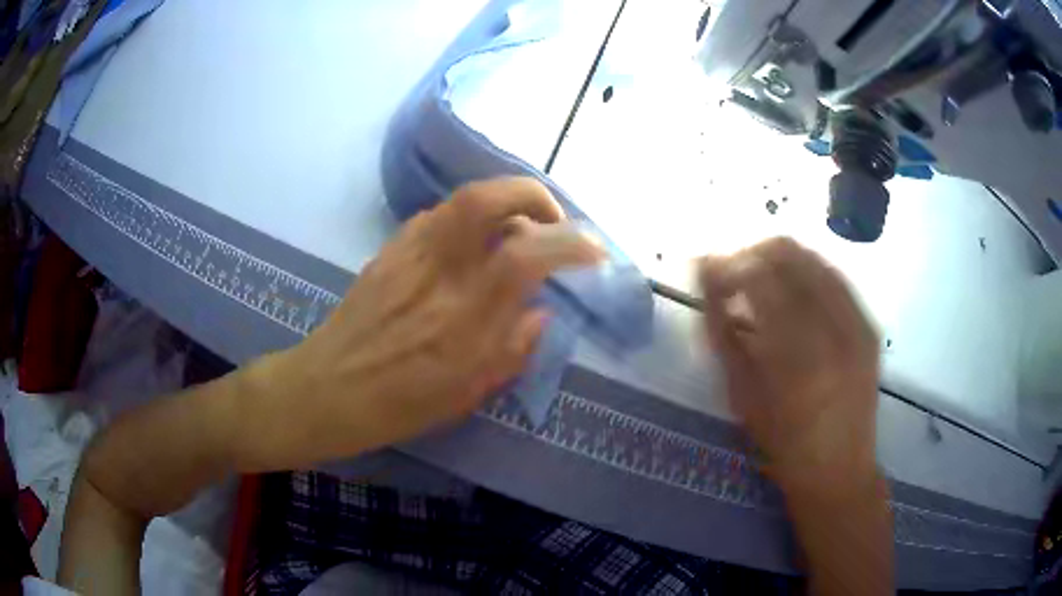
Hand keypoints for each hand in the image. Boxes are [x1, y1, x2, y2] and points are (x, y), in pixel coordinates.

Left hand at [232, 177, 603, 470]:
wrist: (325, 392)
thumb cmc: (396, 407)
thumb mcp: (465, 395)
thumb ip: (512, 349)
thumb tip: (539, 310)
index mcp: (460, 322)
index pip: (525, 256)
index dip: (570, 243)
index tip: (593, 251)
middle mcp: (435, 275)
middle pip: (487, 200)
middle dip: (533, 196)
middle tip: (554, 219)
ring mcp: (405, 255)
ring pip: (461, 200)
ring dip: (503, 202)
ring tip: (519, 228)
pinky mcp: (387, 251)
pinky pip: (437, 217)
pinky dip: (469, 220)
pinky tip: (472, 245)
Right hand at [698, 237, 880, 498]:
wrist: (840, 470)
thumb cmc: (782, 444)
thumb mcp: (742, 397)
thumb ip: (722, 334)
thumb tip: (705, 280)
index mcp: (796, 356)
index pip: (757, 277)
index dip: (726, 264)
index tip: (706, 267)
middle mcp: (833, 328)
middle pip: (789, 254)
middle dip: (752, 253)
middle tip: (732, 274)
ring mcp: (858, 322)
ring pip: (813, 258)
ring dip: (779, 260)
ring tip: (760, 281)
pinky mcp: (869, 325)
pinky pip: (835, 277)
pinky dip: (807, 273)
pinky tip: (793, 291)